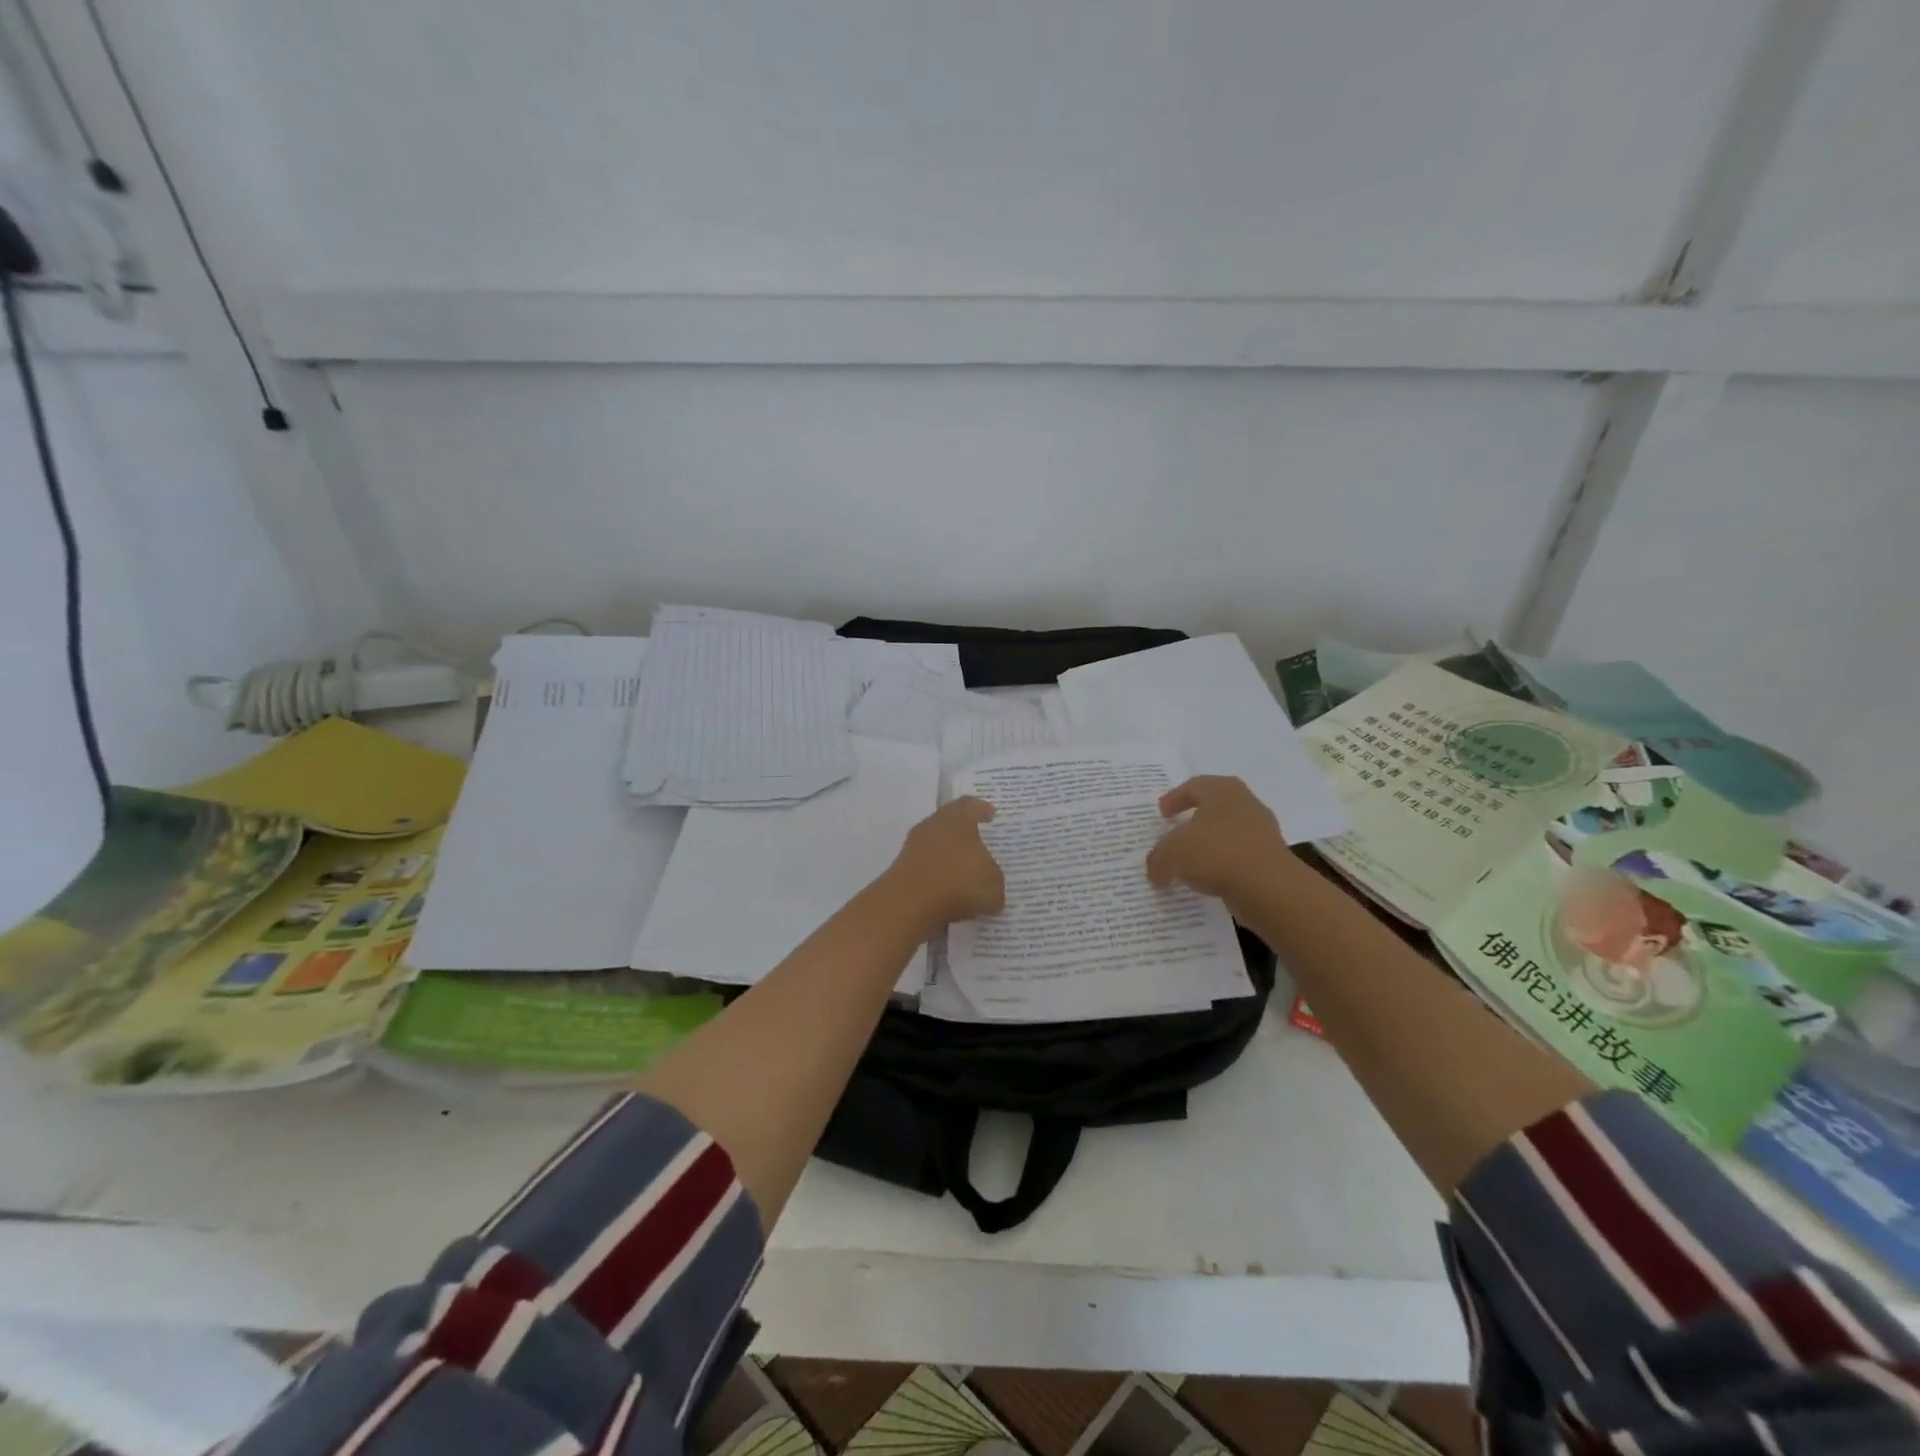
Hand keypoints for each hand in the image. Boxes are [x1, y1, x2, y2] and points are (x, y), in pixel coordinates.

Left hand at [884, 796, 1005, 933]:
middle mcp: (932, 827)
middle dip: (963, 836)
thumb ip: (993, 880)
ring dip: (948, 861)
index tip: (990, 814)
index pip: (969, 806)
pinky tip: (949, 896)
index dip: (981, 809)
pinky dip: (936, 881)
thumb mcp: (993, 884)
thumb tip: (989, 884)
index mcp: (956, 819)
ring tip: (965, 877)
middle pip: (948, 825)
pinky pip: (925, 872)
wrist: (909, 905)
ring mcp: (912, 849)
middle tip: (978, 846)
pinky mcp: (900, 873)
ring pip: (935, 849)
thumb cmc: (959, 882)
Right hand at [1145, 775, 1295, 906]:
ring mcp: (1262, 831)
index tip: (1162, 814)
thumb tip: (1155, 870)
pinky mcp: (1271, 858)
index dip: (1174, 798)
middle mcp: (1245, 804)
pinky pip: (1239, 857)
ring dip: (1209, 845)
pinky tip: (1208, 880)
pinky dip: (1223, 866)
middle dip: (1194, 820)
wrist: (1269, 887)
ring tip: (1190, 862)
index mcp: (1222, 790)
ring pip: (1228, 833)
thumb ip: (1158, 859)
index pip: (1193, 786)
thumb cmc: (1216, 853)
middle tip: (1176, 832)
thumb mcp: (1171, 854)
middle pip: (1214, 807)